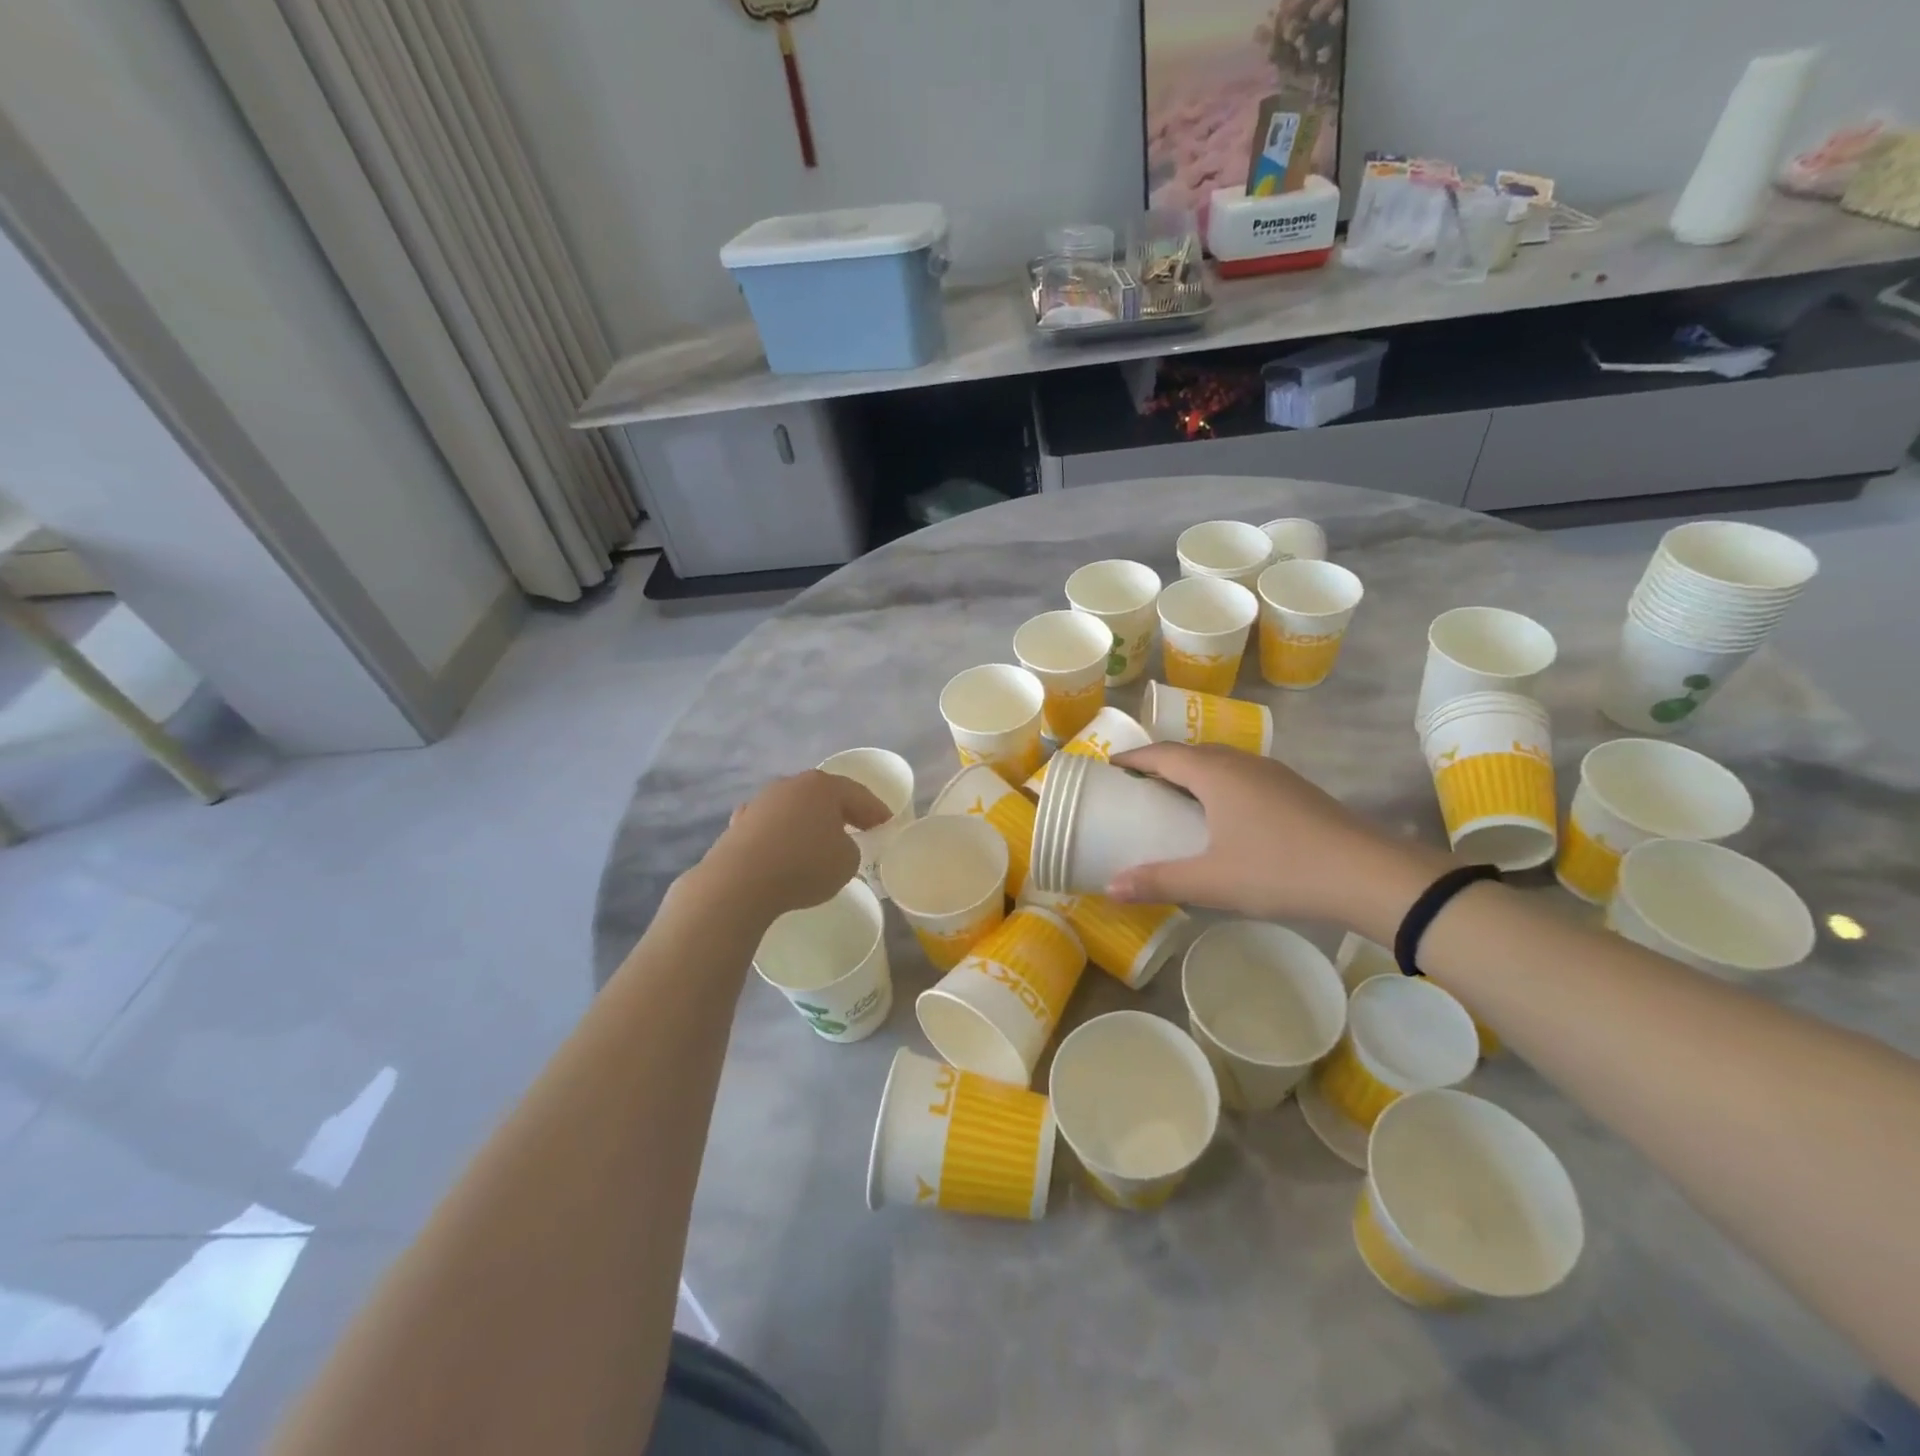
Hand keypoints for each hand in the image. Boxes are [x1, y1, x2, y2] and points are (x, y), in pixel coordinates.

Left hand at [696, 770, 890, 919]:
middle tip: (858, 827)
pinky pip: (771, 826)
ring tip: (819, 841)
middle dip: (841, 810)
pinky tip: (783, 848)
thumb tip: (835, 844)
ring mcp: (761, 802)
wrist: (740, 881)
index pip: (858, 794)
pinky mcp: (739, 823)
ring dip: (808, 821)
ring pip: (795, 808)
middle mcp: (791, 785)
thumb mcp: (847, 862)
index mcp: (823, 786)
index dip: (876, 810)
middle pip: (824, 795)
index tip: (886, 824)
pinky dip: (781, 835)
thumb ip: (850, 848)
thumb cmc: (804, 865)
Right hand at [1104, 743, 1449, 935]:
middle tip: (1138, 785)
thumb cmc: (1279, 870)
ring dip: (1193, 772)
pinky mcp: (1295, 789)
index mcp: (1215, 774)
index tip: (1110, 765)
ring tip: (1176, 797)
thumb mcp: (1211, 881)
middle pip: (1192, 752)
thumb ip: (1158, 881)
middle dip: (1161, 763)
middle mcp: (1242, 763)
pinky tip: (1224, 814)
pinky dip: (1219, 783)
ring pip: (1222, 762)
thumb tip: (1110, 887)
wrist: (1367, 874)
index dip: (1134, 758)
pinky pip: (1243, 775)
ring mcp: (1273, 773)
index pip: (1163, 754)